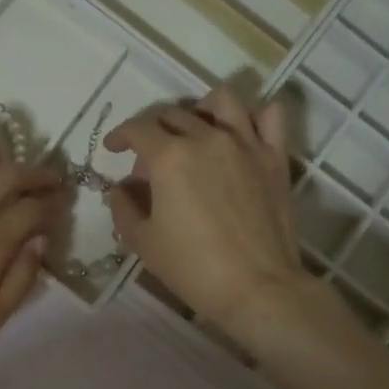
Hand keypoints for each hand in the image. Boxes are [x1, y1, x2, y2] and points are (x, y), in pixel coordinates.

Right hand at [104, 85, 308, 335]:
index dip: (120, 136)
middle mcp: (207, 138)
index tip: (113, 149)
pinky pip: (271, 116)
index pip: (138, 129)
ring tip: (195, 131)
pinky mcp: (275, 158)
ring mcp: (246, 144)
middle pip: (173, 114)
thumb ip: (123, 209)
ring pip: (221, 101)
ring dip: (200, 109)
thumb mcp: (143, 243)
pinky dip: (255, 115)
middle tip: (149, 162)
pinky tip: (243, 131)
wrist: (257, 287)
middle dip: (153, 131)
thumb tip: (119, 189)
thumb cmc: (193, 268)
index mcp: (169, 157)